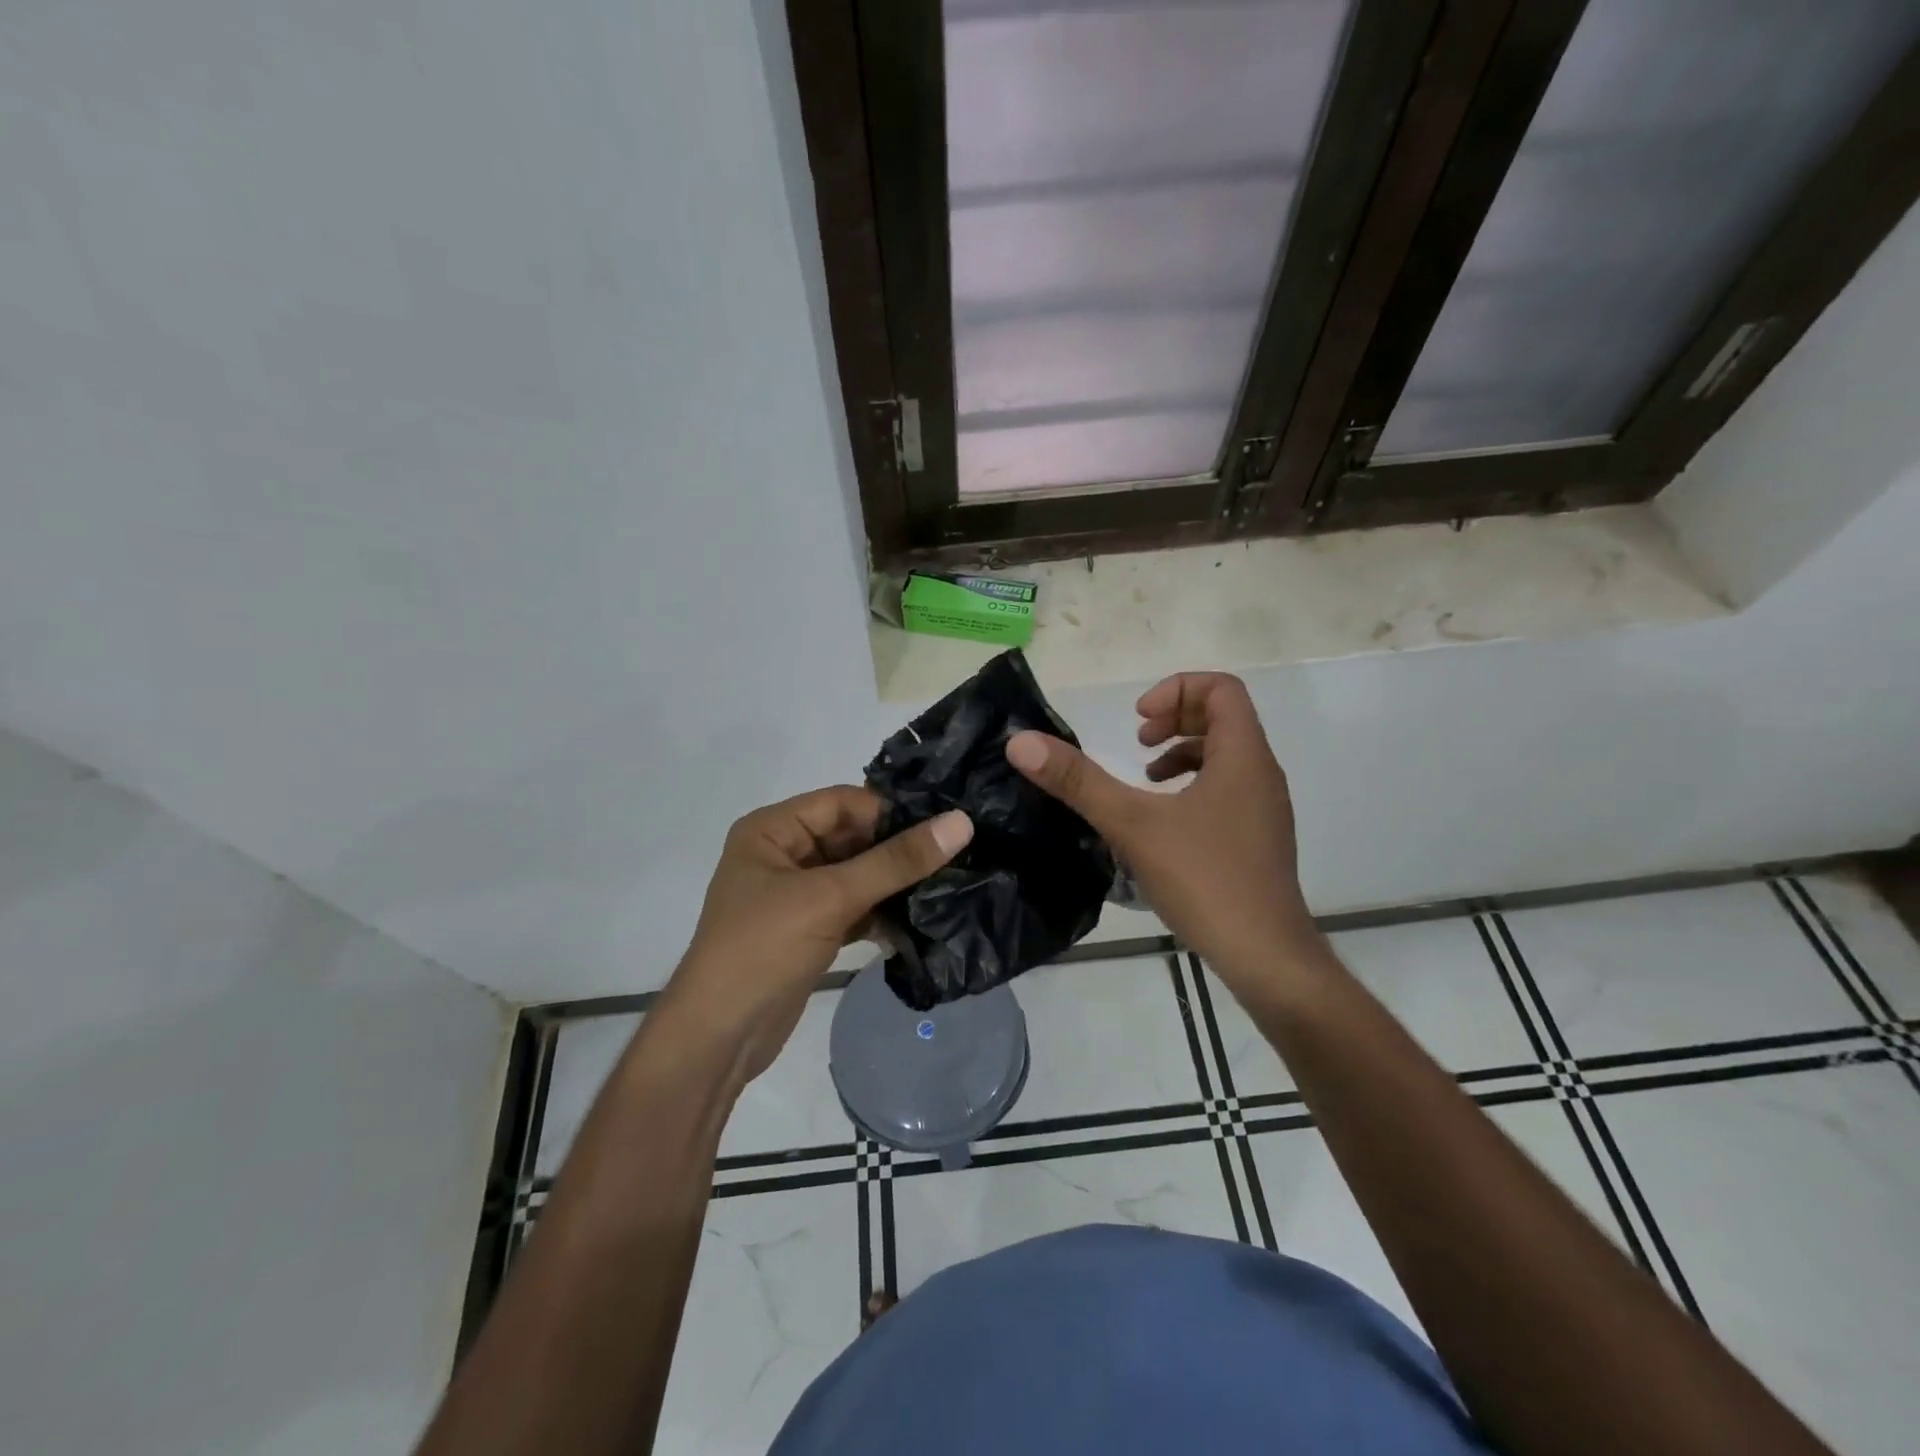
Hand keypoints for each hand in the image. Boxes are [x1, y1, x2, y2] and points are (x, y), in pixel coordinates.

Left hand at [657, 788, 971, 1085]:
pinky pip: (853, 907)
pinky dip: (881, 912)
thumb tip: (961, 822)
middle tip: (957, 854)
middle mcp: (782, 854)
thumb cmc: (763, 949)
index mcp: (772, 830)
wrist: (718, 1039)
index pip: (843, 802)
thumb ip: (895, 861)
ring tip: (948, 885)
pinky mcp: (809, 929)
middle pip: (851, 837)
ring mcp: (795, 894)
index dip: (890, 811)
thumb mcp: (830, 898)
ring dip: (893, 882)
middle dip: (897, 849)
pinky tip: (920, 921)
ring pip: (856, 874)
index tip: (943, 825)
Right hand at [1005, 672, 1318, 987]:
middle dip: (1176, 719)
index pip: (1222, 689)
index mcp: (1243, 756)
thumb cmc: (1204, 879)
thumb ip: (1078, 781)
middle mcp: (1261, 773)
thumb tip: (1021, 743)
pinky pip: (1228, 789)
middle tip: (1138, 742)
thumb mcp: (1132, 824)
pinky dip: (1193, 787)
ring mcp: (1264, 809)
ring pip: (1227, 756)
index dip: (1176, 689)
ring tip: (1145, 779)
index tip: (1138, 722)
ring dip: (1182, 753)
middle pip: (1224, 717)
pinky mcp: (1258, 839)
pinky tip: (1163, 822)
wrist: (1265, 956)